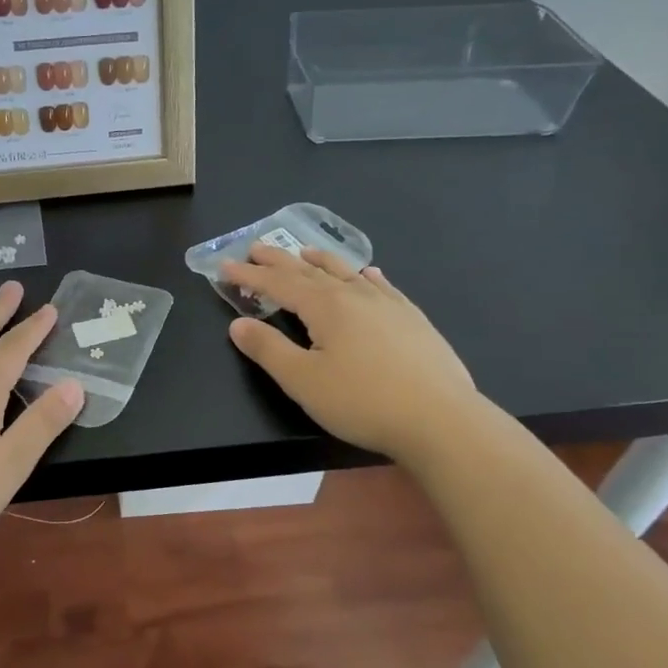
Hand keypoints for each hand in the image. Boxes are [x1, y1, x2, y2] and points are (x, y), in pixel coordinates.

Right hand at [221, 244, 481, 463]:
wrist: (442, 420)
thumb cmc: (363, 402)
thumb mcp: (303, 380)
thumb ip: (267, 349)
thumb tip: (237, 324)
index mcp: (325, 307)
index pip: (278, 283)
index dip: (249, 275)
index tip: (225, 265)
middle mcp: (355, 295)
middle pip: (309, 271)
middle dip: (279, 260)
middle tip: (256, 248)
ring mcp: (389, 305)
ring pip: (347, 273)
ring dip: (321, 261)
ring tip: (305, 251)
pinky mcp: (413, 320)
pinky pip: (383, 286)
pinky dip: (366, 276)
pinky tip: (368, 274)